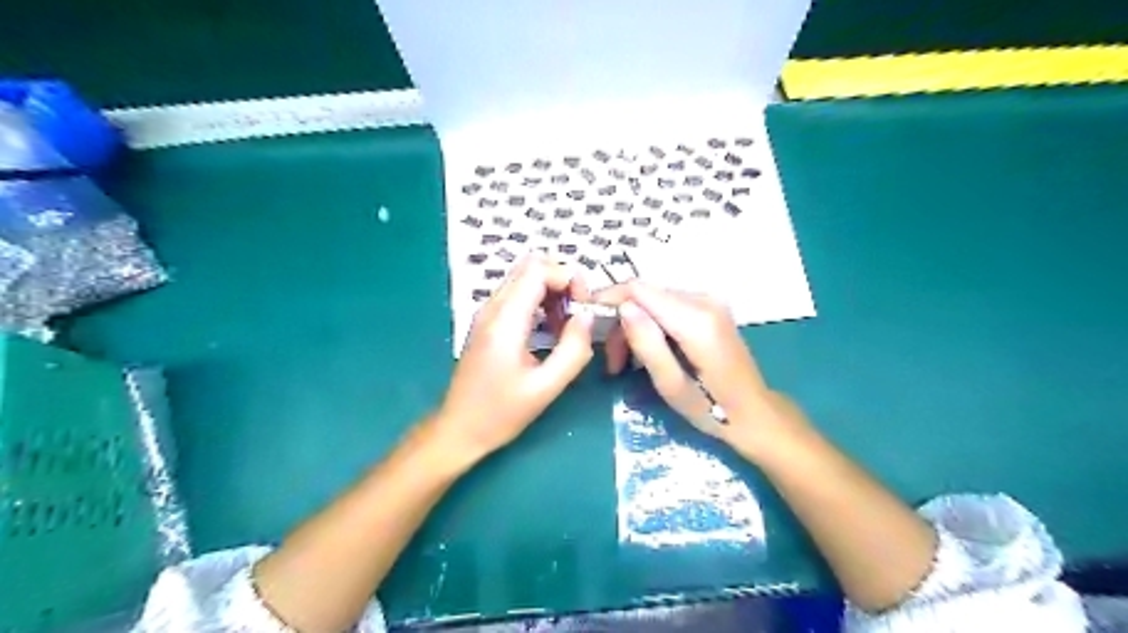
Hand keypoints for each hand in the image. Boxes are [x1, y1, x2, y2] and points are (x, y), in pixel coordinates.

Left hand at [432, 251, 592, 465]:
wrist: (458, 430)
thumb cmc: (500, 413)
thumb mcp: (545, 388)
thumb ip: (573, 350)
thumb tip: (587, 317)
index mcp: (506, 320)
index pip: (539, 269)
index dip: (568, 279)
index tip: (584, 307)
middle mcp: (493, 307)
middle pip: (531, 266)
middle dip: (563, 282)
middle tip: (578, 313)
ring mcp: (487, 313)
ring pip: (525, 278)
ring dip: (552, 293)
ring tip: (567, 326)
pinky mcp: (488, 323)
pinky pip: (518, 296)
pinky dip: (540, 303)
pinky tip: (550, 331)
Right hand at [594, 282, 806, 454]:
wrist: (755, 412)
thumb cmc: (713, 408)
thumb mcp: (672, 385)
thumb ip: (647, 344)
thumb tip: (623, 307)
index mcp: (697, 320)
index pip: (640, 290)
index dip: (609, 298)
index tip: (586, 320)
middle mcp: (704, 299)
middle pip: (645, 295)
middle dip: (621, 323)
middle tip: (612, 363)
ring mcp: (709, 301)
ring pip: (653, 300)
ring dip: (634, 327)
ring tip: (625, 364)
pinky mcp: (709, 307)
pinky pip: (668, 306)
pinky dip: (651, 325)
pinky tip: (647, 351)